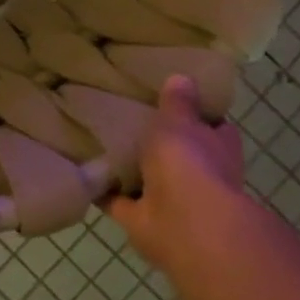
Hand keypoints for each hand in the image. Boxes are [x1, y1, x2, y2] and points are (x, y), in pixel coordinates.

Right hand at [104, 76, 250, 272]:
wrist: (182, 222)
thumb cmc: (188, 162)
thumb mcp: (180, 120)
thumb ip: (177, 102)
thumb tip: (183, 77)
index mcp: (218, 149)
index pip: (212, 128)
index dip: (196, 116)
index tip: (171, 101)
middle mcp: (200, 177)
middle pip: (179, 156)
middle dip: (159, 145)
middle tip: (126, 120)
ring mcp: (172, 201)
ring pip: (148, 180)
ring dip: (130, 170)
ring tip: (98, 144)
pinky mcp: (142, 219)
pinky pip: (118, 200)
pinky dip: (103, 191)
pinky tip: (81, 172)